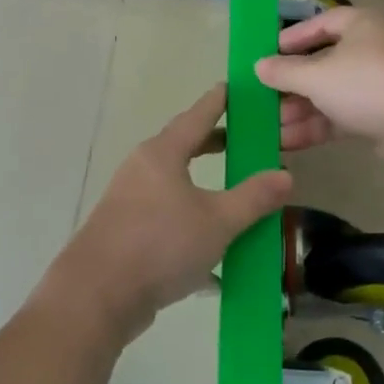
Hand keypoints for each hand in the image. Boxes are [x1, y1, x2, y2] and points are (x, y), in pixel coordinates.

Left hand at [43, 84, 291, 344]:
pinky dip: (192, 229)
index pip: (197, 116)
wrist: (97, 296)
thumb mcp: (218, 221)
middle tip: (244, 141)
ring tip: (235, 198)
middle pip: (184, 147)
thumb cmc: (160, 244)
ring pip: (176, 186)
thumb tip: (286, 175)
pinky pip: (167, 221)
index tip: (233, 86)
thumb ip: (254, 198)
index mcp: (163, 154)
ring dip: (205, 190)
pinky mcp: (126, 234)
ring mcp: (131, 202)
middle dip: (214, 144)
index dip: (218, 101)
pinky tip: (215, 263)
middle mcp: (143, 170)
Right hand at [256, 8, 383, 175]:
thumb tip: (259, 66)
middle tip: (262, 100)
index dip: (294, 37)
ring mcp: (379, 85)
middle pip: (323, 63)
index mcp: (360, 25)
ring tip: (268, 128)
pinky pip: (343, 117)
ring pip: (331, 94)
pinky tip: (288, 142)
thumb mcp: (317, 75)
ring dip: (300, 110)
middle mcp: (371, 50)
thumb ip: (285, 72)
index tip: (268, 54)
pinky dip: (317, 127)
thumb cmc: (368, 83)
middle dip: (292, 84)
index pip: (322, 23)